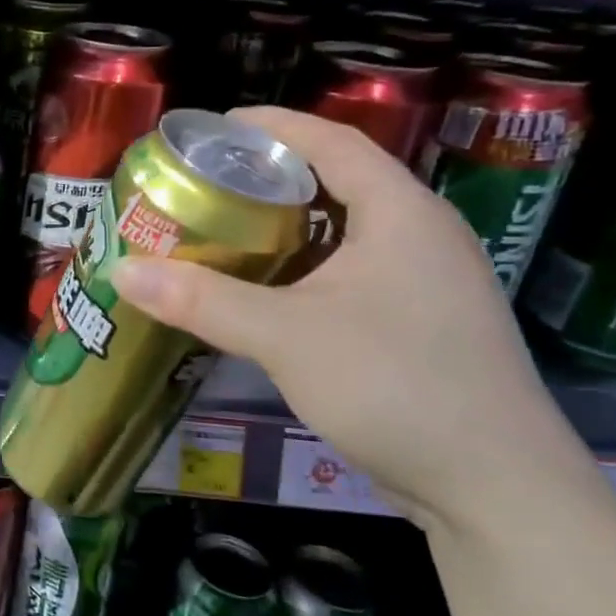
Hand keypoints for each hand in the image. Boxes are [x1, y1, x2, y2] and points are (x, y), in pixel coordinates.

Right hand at [111, 106, 592, 528]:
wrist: (496, 490)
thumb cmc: (396, 386)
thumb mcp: (286, 336)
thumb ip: (201, 300)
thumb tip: (119, 270)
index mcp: (401, 213)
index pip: (333, 141)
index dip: (273, 125)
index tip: (214, 127)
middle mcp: (420, 235)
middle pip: (337, 181)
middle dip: (269, 176)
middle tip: (205, 183)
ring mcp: (427, 282)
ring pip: (343, 231)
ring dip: (285, 226)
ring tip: (223, 229)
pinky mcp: (420, 323)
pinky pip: (351, 271)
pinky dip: (302, 267)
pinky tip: (264, 290)